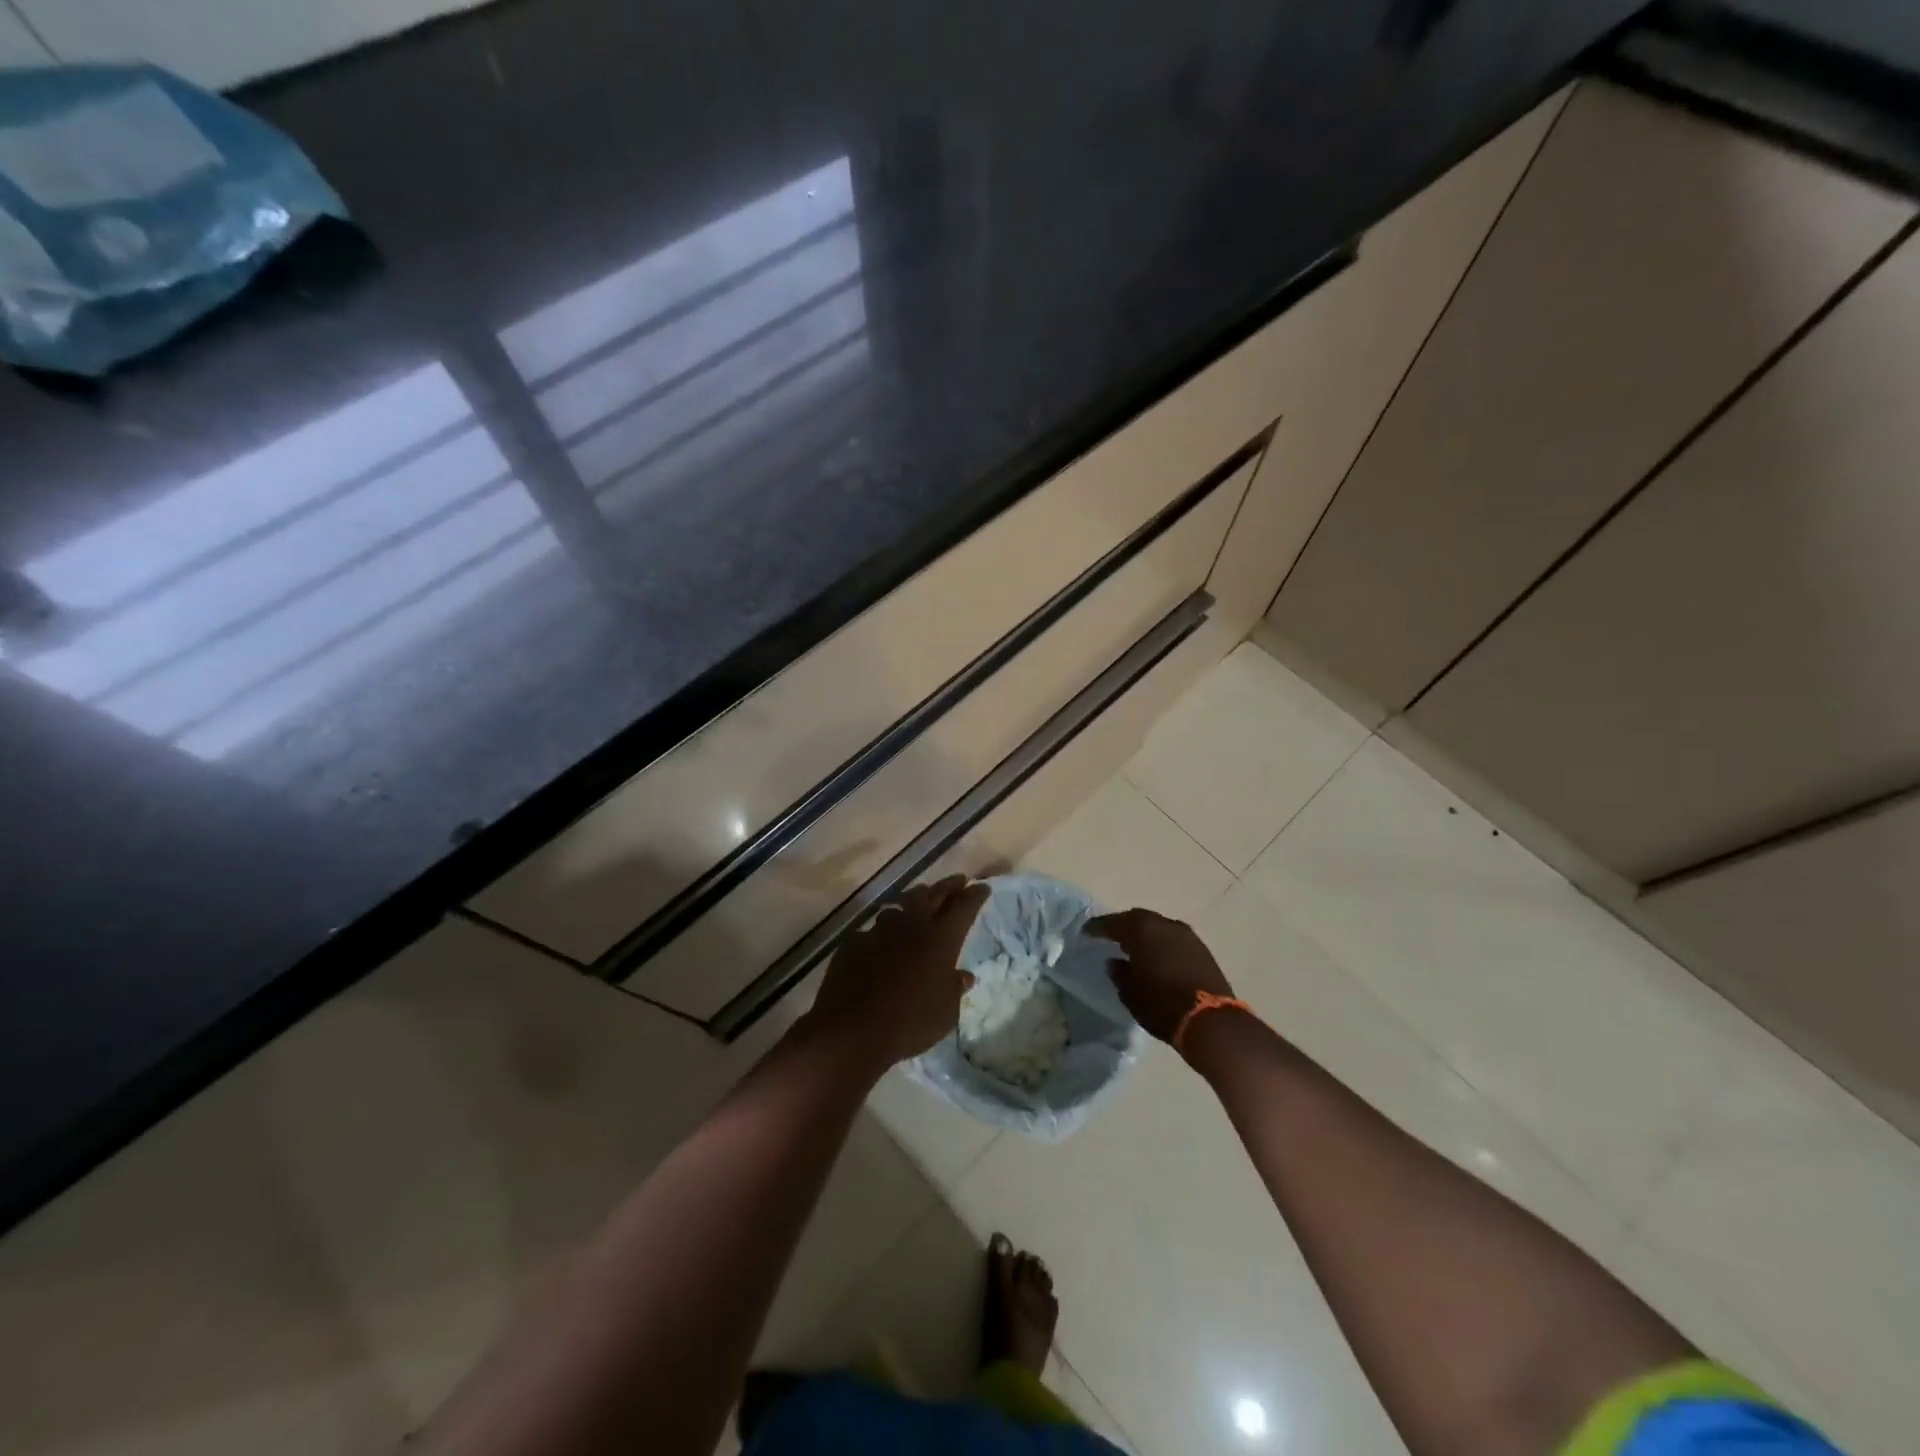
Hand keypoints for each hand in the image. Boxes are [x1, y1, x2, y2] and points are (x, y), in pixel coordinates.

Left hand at [808, 875, 988, 1068]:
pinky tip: (884, 937)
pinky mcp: (855, 941)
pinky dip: (884, 929)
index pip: (964, 907)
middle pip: (933, 894)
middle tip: (958, 880)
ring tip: (921, 900)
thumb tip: (962, 976)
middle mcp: (911, 925)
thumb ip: (955, 988)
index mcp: (941, 939)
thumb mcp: (946, 1012)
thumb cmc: (910, 1022)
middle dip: (948, 886)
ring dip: (914, 900)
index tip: (982, 887)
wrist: (853, 1029)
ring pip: (901, 905)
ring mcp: (879, 930)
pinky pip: (874, 928)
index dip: (975, 895)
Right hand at [1085, 908, 1234, 1046]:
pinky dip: (1161, 944)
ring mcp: (1186, 935)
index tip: (1086, 932)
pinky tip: (1156, 957)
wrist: (1211, 1021)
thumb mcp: (1130, 993)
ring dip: (1144, 935)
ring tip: (1133, 947)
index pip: (1113, 923)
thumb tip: (1115, 962)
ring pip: (1158, 927)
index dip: (1097, 928)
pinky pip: (1173, 939)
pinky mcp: (1201, 949)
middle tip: (1109, 936)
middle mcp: (1164, 924)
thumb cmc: (1162, 1004)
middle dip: (1122, 927)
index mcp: (1142, 929)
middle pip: (1137, 919)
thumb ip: (1119, 973)